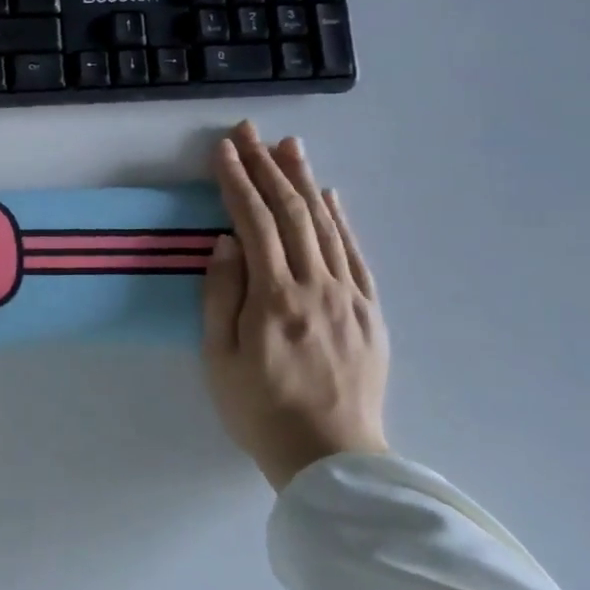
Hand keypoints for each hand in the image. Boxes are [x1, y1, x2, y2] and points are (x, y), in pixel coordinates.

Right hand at [203, 122, 389, 489]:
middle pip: (293, 213)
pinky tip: (330, 196)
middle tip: (250, 132)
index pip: (254, 223)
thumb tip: (226, 241)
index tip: (223, 150)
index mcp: (275, 298)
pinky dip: (341, 219)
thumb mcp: (219, 358)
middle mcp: (317, 287)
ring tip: (289, 146)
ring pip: (327, 225)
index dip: (236, 182)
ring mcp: (350, 297)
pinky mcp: (370, 311)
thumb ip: (220, 295)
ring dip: (305, 181)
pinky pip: (356, 254)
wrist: (332, 458)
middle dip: (267, 167)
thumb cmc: (259, 409)